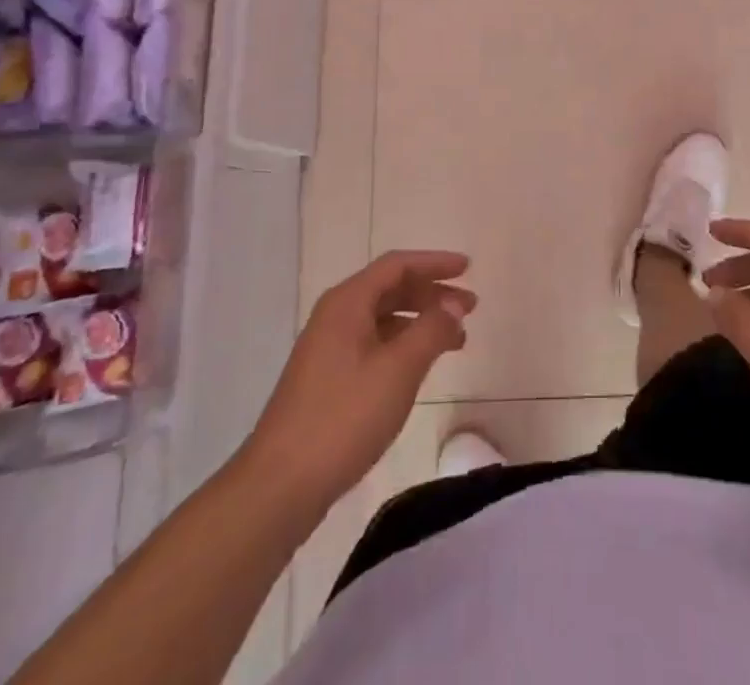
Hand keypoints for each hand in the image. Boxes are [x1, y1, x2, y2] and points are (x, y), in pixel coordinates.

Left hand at [248, 251, 474, 508]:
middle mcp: (335, 316)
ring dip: (420, 322)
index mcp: (347, 303)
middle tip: (469, 308)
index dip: (435, 262)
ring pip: (383, 319)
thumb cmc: (343, 418)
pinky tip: (420, 366)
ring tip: (456, 340)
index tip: (468, 268)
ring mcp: (328, 349)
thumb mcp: (398, 370)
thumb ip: (431, 330)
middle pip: (390, 289)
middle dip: (432, 294)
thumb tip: (454, 303)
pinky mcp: (327, 379)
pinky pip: (374, 344)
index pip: (397, 265)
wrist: (280, 486)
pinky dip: (403, 345)